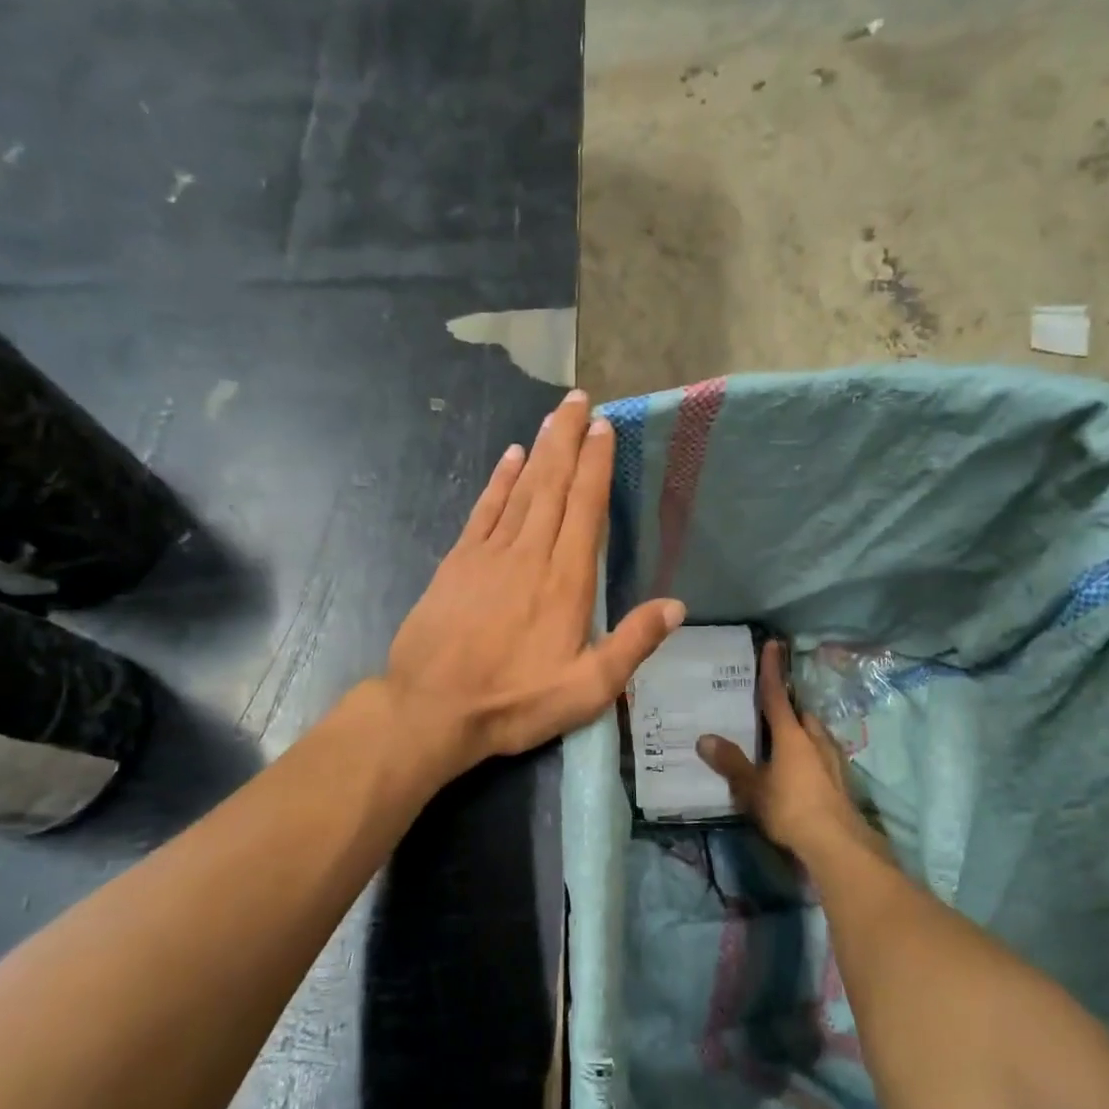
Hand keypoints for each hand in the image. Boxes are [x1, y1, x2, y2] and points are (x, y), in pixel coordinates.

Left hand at [383, 389, 684, 778]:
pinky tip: (509, 458)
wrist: (432, 709)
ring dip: (539, 450)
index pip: (586, 508)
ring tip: (554, 417)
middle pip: (553, 485)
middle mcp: (530, 554)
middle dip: (568, 439)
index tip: (604, 428)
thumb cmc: (514, 702)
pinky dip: (498, 481)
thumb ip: (632, 644)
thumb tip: (676, 605)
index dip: (597, 465)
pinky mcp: (458, 562)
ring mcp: (490, 554)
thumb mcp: (587, 690)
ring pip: (521, 489)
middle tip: (579, 399)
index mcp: (566, 582)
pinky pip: (484, 509)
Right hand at [697, 640, 880, 867]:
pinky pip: (823, 757)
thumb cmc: (790, 809)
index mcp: (791, 735)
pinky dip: (811, 757)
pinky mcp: (843, 782)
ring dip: (802, 734)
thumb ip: (730, 763)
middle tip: (770, 714)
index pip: (776, 695)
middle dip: (788, 711)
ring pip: (816, 736)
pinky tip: (802, 773)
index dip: (771, 670)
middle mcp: (815, 740)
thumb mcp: (752, 788)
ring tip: (784, 744)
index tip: (773, 644)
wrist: (838, 845)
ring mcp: (834, 760)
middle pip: (801, 716)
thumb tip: (704, 738)